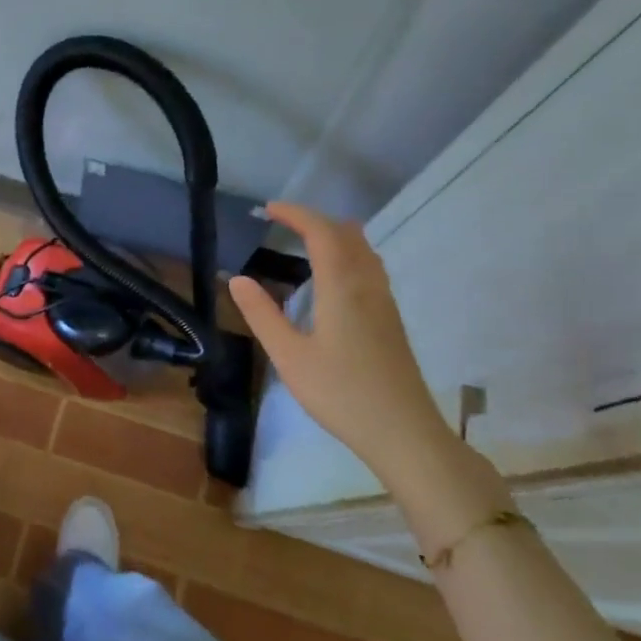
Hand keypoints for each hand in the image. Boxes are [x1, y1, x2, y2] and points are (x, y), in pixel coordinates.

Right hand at [228, 202, 447, 472]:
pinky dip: (347, 254)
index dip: (296, 214)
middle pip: (347, 234)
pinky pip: (369, 267)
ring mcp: (384, 302)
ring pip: (363, 250)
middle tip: (283, 223)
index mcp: (342, 288)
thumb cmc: (340, 393)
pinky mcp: (391, 319)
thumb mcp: (289, 356)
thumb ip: (262, 315)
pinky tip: (332, 277)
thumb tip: (237, 278)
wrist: (403, 431)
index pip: (321, 233)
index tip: (268, 209)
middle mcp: (367, 285)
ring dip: (334, 235)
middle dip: (314, 220)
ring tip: (305, 241)